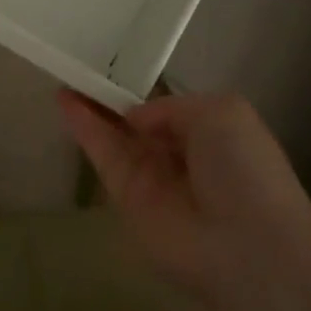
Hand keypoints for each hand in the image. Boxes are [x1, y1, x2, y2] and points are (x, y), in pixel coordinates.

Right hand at [58, 90, 310, 310]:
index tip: (112, 64)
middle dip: (109, 96)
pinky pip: (102, 155)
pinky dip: (83, 127)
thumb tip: (136, 117)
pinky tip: (64, 98)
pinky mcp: (125, 197)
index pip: (165, 108)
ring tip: (64, 74)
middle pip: (135, 121)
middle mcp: (177, 155)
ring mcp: (150, 178)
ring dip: (89, 106)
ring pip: (113, 135)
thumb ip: (172, 105)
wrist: (246, 245)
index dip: (140, 90)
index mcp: (209, 133)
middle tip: (79, 66)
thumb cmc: (244, 169)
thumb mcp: (222, 111)